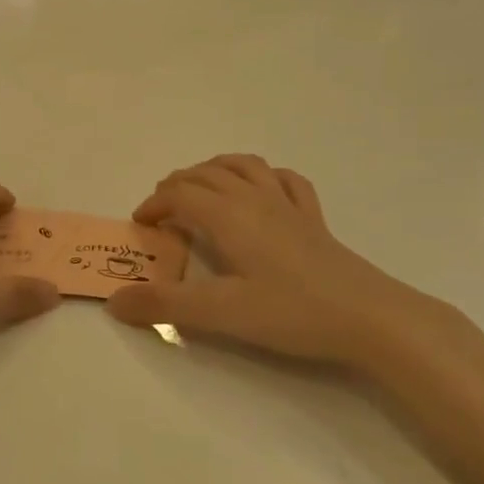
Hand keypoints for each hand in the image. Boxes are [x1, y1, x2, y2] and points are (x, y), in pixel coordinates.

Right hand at [104, 154, 474, 372]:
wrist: (369, 317)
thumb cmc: (291, 312)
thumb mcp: (220, 313)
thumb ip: (165, 305)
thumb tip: (114, 302)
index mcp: (229, 216)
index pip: (180, 195)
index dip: (154, 204)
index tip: (140, 224)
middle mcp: (254, 199)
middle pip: (207, 174)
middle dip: (178, 183)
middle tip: (161, 207)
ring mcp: (288, 205)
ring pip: (245, 166)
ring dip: (215, 168)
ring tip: (202, 185)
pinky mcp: (314, 219)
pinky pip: (285, 180)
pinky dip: (263, 176)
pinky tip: (263, 190)